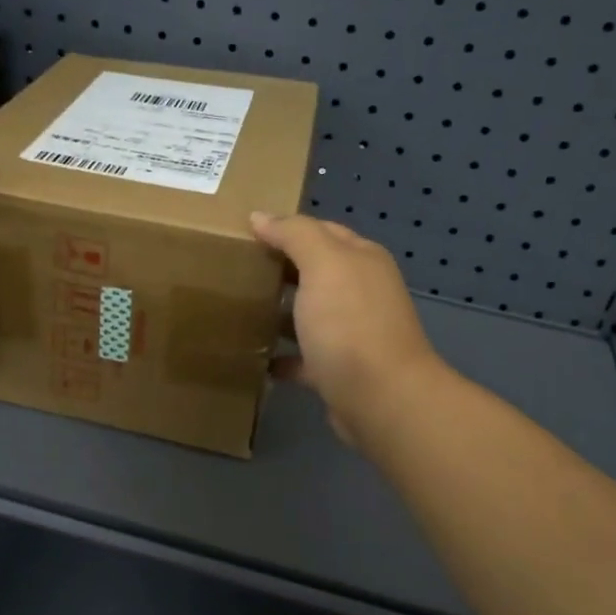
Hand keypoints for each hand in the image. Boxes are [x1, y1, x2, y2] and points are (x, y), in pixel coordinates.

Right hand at [249, 212, 443, 447]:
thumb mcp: (323, 263)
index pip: (321, 231)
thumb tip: (261, 216)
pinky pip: (303, 358)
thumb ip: (294, 234)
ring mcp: (351, 333)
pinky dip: (282, 357)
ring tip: (238, 311)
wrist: (380, 398)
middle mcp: (361, 292)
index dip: (286, 229)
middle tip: (234, 270)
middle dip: (279, 270)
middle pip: (314, 273)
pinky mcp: (338, 370)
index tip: (245, 234)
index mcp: (361, 260)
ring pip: (308, 315)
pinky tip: (255, 358)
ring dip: (279, 313)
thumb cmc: (349, 322)